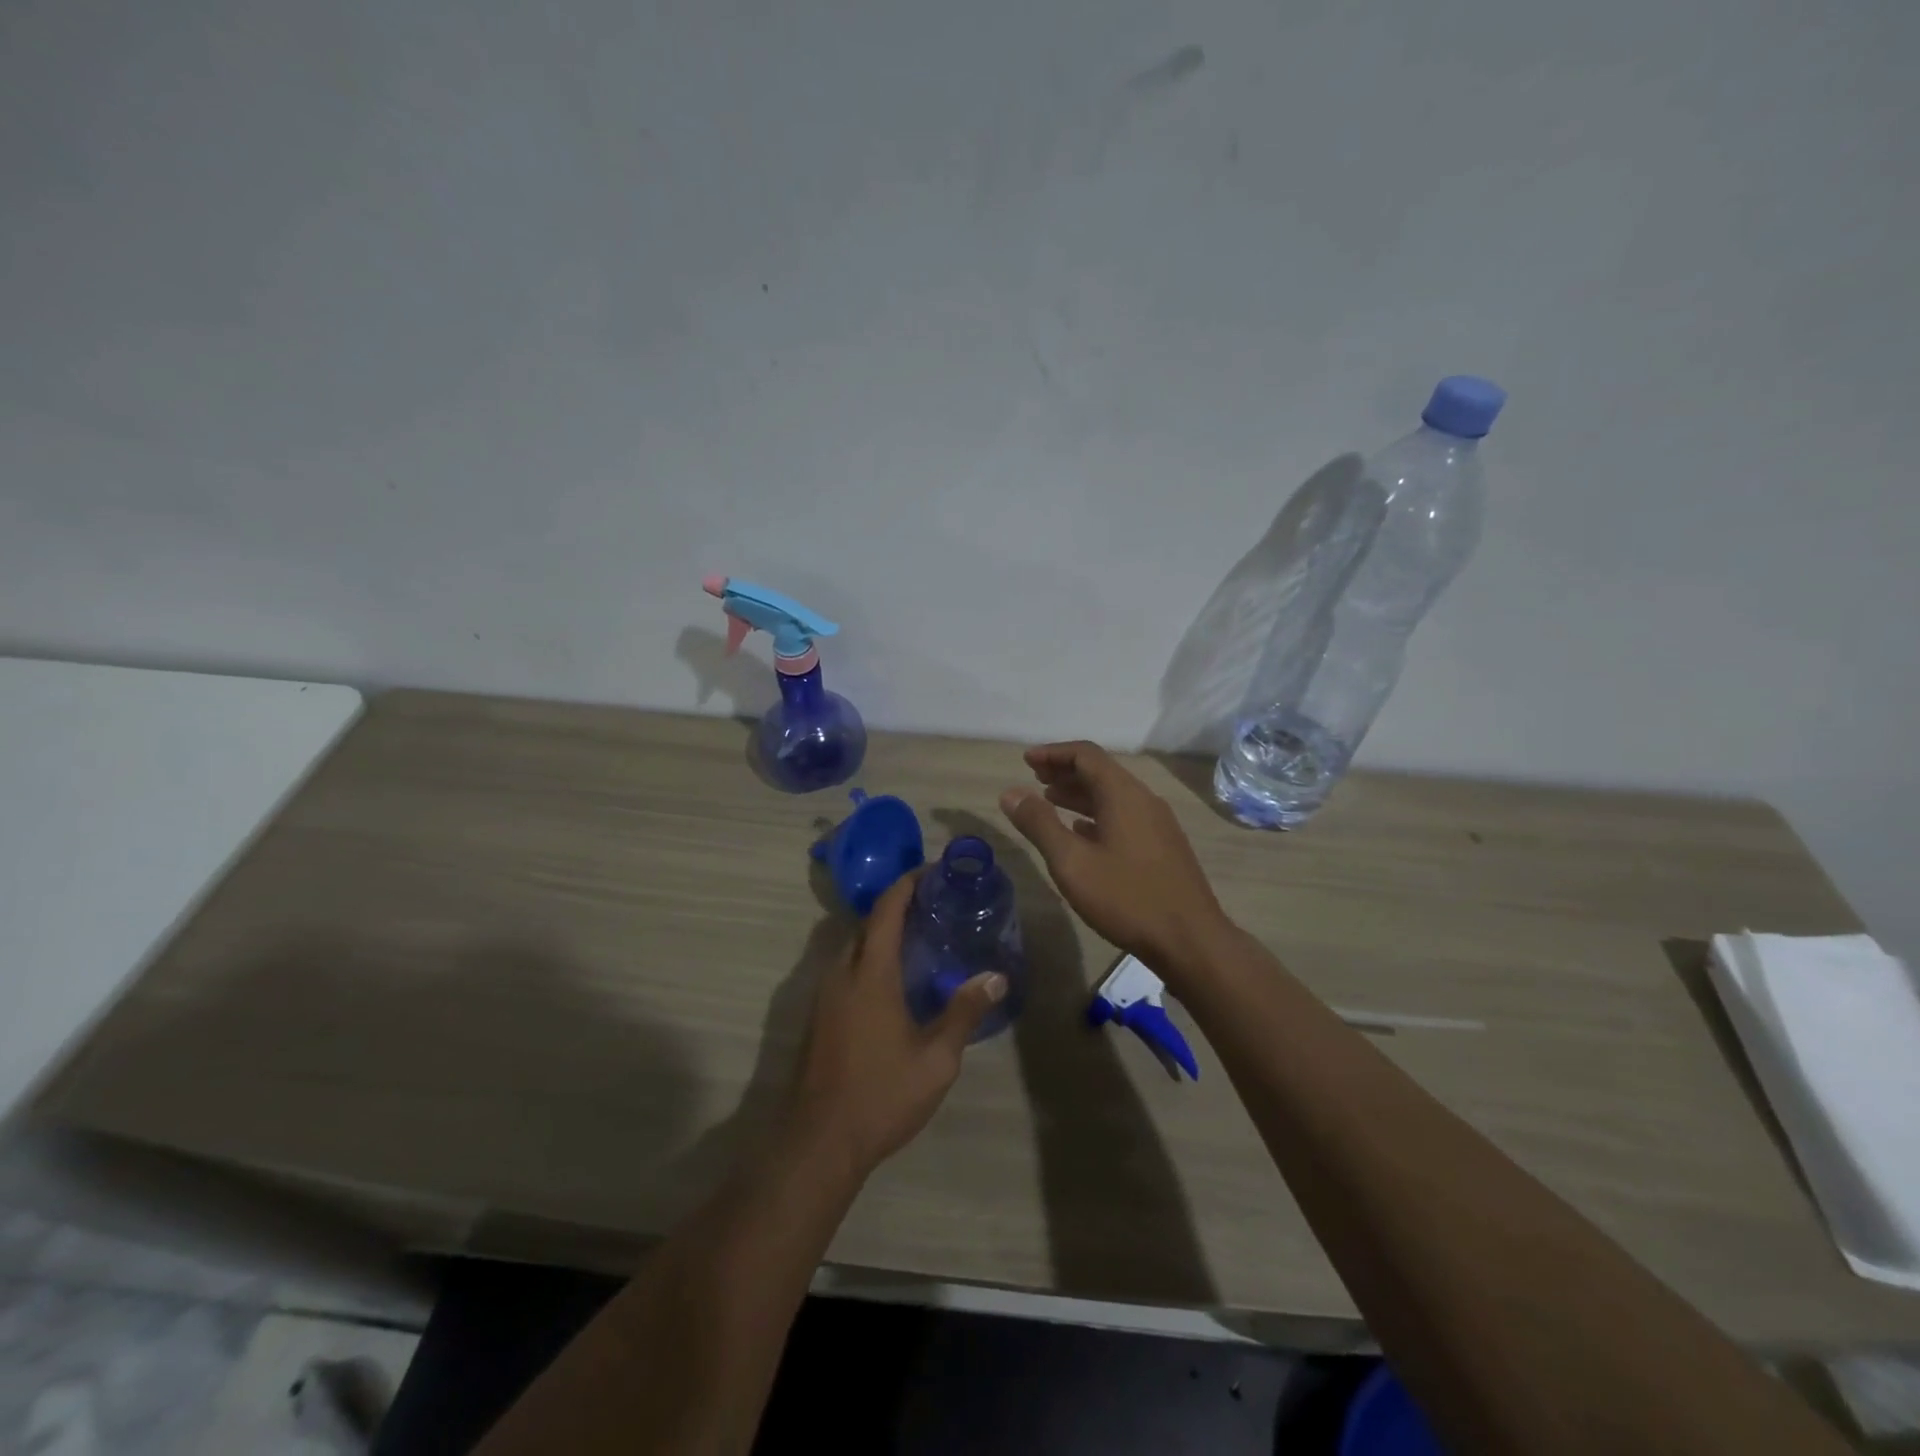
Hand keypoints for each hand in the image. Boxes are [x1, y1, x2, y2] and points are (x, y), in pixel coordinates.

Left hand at [790, 873, 1006, 1177]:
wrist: (819, 1142)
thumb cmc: (881, 1095)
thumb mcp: (936, 1059)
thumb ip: (964, 1013)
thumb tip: (995, 977)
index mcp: (870, 974)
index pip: (886, 910)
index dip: (907, 884)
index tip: (932, 871)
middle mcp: (842, 974)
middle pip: (867, 924)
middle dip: (897, 906)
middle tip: (935, 906)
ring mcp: (825, 996)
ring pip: (853, 947)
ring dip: (881, 933)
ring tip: (920, 939)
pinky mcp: (818, 1016)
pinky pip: (846, 969)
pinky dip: (869, 958)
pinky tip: (894, 981)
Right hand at [1000, 741, 1229, 977]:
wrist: (1190, 941)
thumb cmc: (1126, 898)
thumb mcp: (1072, 862)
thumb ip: (1039, 824)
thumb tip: (1011, 792)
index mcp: (1123, 794)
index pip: (1086, 755)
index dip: (1053, 753)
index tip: (1026, 760)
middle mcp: (1143, 800)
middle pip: (1101, 772)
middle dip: (1065, 771)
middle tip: (1034, 778)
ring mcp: (1157, 824)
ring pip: (1113, 796)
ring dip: (1080, 794)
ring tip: (1050, 802)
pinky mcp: (1163, 847)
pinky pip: (1124, 817)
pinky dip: (1097, 815)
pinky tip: (1082, 833)